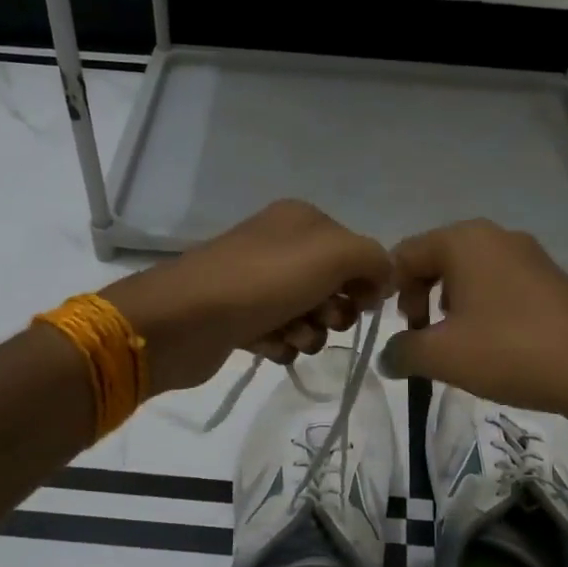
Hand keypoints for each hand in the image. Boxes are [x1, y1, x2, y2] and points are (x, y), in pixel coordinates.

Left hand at [102, 200, 391, 393]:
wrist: (184, 320)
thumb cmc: (264, 281)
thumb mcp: (334, 255)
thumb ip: (374, 260)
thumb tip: (383, 279)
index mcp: (302, 220)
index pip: (356, 252)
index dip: (365, 282)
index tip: (362, 304)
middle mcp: (280, 246)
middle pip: (334, 287)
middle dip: (335, 312)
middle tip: (321, 319)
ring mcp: (257, 283)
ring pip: (309, 316)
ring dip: (308, 334)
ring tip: (289, 336)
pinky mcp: (240, 318)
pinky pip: (280, 335)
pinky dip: (281, 345)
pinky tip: (268, 346)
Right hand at [378, 219, 567, 433]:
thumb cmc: (510, 352)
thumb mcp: (441, 355)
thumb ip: (402, 351)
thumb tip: (386, 356)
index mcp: (465, 240)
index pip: (405, 253)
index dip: (389, 290)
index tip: (397, 329)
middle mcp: (496, 236)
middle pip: (437, 259)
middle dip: (420, 297)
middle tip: (422, 336)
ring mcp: (529, 255)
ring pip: (469, 274)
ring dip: (450, 305)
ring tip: (456, 345)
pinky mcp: (550, 279)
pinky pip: (500, 285)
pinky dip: (483, 309)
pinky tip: (492, 345)